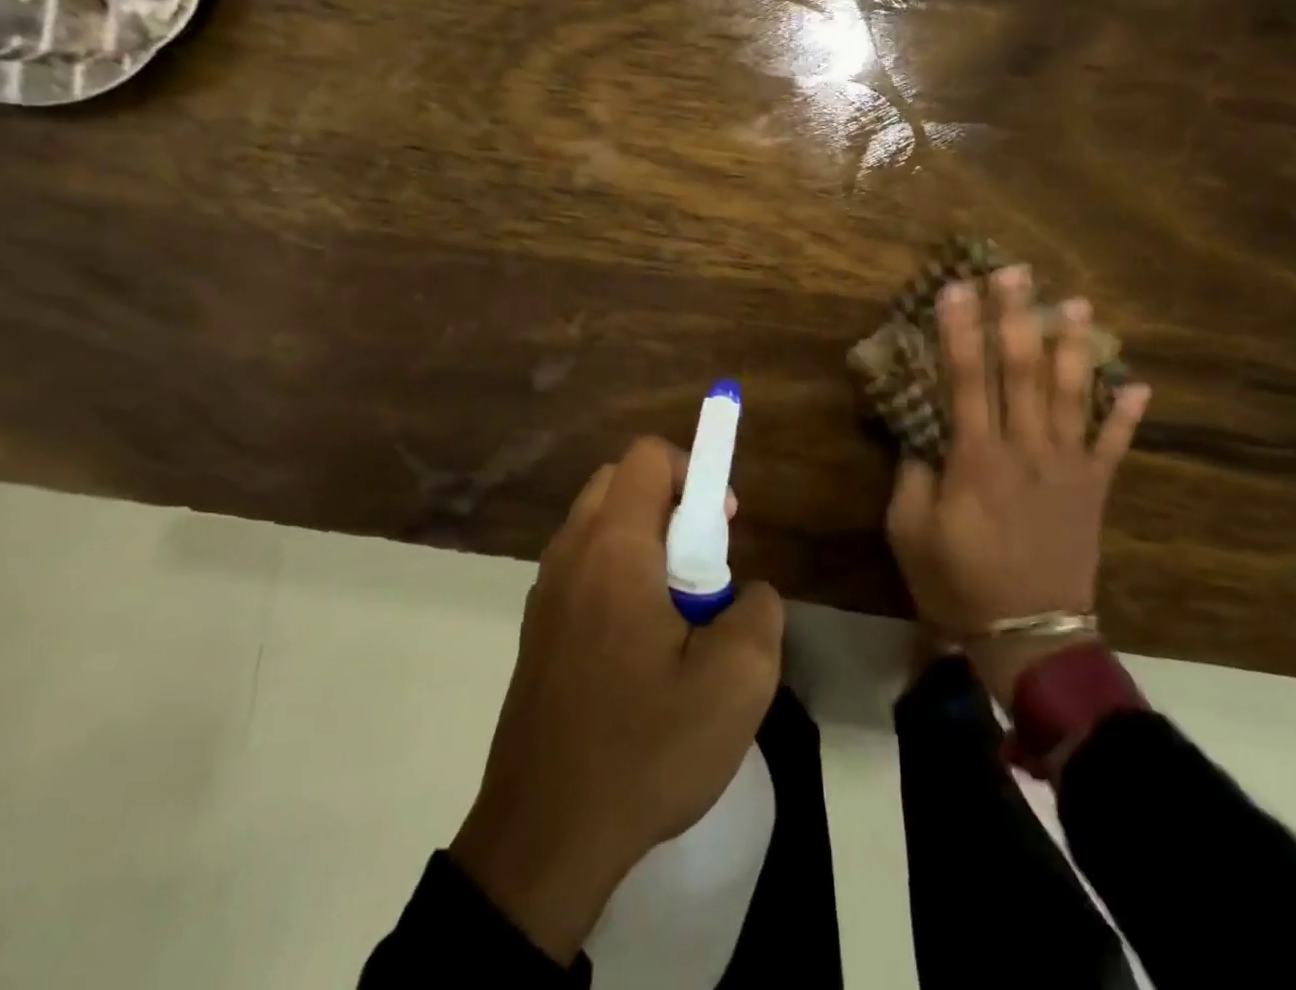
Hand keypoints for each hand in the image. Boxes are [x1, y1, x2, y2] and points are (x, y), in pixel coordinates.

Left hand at [450, 437, 783, 965]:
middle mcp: (571, 553)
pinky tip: (639, 647)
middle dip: (670, 503)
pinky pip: (583, 567)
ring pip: (599, 524)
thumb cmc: (643, 748)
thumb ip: (759, 611)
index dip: (695, 472)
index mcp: (614, 548)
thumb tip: (745, 591)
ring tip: (675, 611)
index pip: (648, 457)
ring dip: (644, 541)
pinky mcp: (536, 629)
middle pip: (621, 482)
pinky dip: (617, 574)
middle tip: (702, 566)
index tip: (722, 527)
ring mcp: (545, 591)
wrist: (543, 839)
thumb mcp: (737, 683)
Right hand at [886, 269, 1149, 700]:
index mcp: (976, 457)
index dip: (960, 329)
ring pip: (1071, 393)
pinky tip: (1138, 384)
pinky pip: (1113, 445)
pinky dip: (1126, 415)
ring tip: (1077, 305)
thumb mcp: (910, 530)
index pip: (967, 378)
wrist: (1028, 634)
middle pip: (1022, 370)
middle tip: (1017, 271)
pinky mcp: (1094, 489)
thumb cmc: (957, 581)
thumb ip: (912, 474)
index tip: (955, 287)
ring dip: (1073, 346)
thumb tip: (920, 433)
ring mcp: (1067, 467)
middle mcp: (1025, 449)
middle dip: (1016, 316)